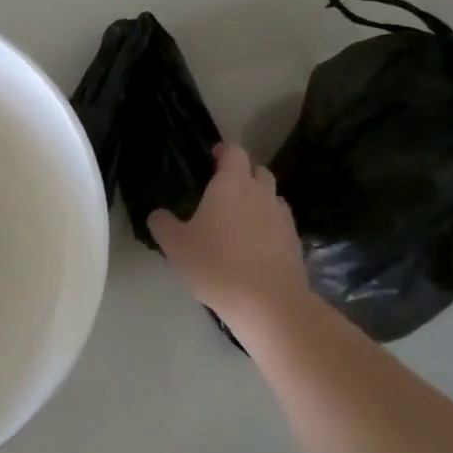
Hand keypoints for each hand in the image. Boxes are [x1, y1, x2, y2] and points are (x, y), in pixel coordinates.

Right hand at [148, 143, 309, 322]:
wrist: (267, 302)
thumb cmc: (215, 264)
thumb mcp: (176, 246)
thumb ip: (163, 225)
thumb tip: (158, 214)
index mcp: (231, 184)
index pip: (234, 152)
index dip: (224, 150)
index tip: (212, 156)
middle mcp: (260, 193)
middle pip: (257, 170)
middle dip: (243, 172)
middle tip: (224, 187)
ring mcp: (282, 216)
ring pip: (272, 195)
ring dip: (258, 197)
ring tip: (240, 215)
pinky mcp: (294, 240)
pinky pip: (280, 221)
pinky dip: (268, 223)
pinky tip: (256, 242)